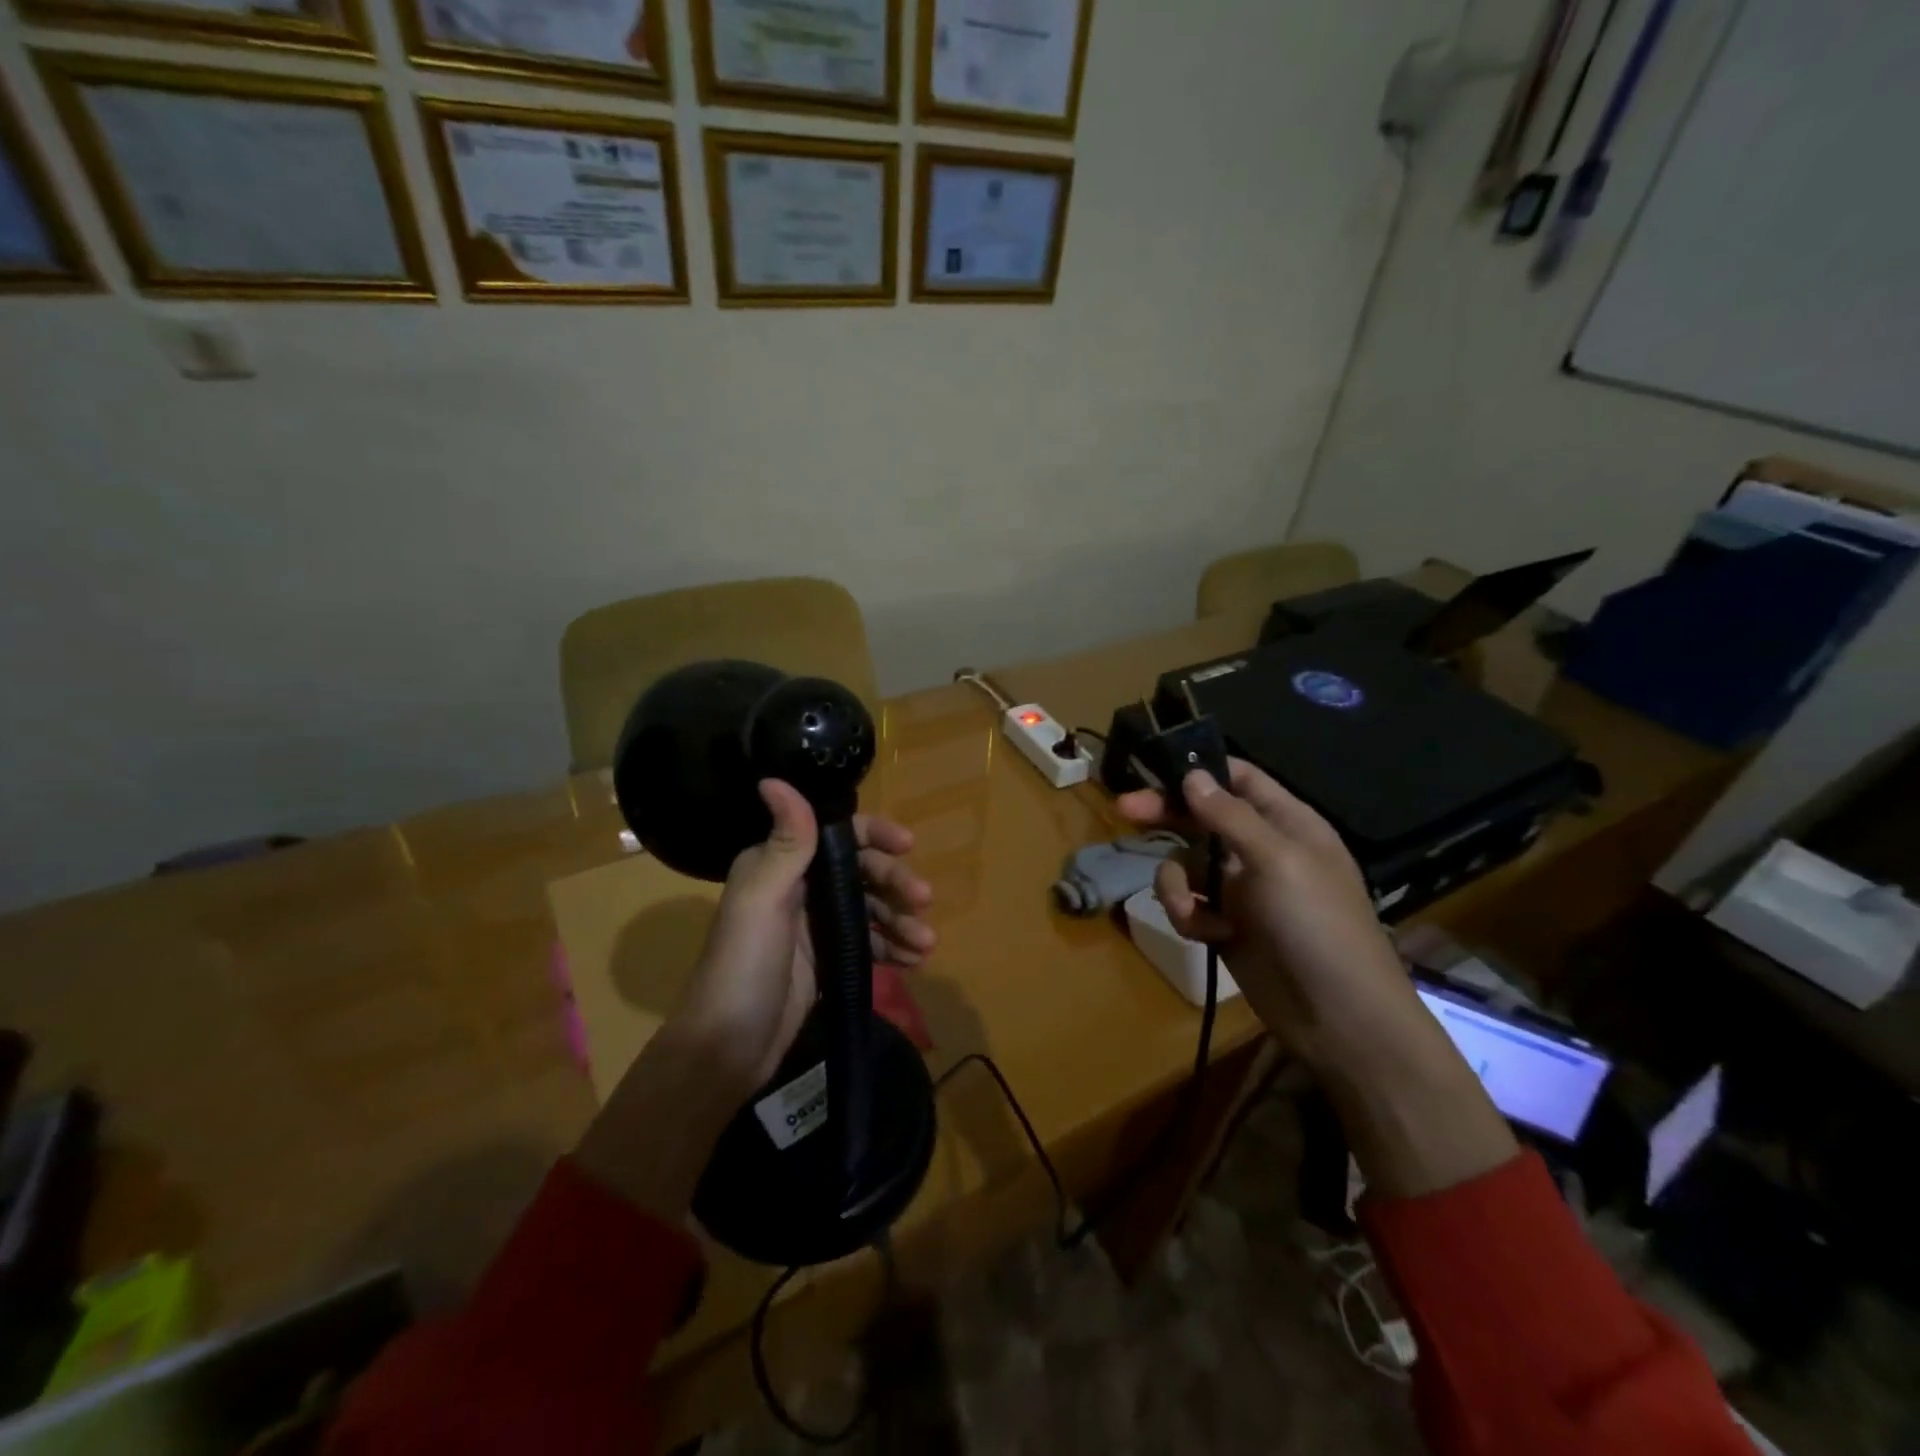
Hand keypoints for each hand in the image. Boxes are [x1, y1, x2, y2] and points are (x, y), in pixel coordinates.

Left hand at [674, 779, 935, 1097]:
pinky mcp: (826, 962)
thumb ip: (784, 843)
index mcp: (779, 865)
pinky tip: (915, 962)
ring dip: (902, 921)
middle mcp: (798, 889)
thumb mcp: (763, 900)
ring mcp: (814, 927)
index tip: (908, 846)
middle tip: (924, 902)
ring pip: (870, 910)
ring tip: (927, 945)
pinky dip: (893, 948)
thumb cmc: (744, 967)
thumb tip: (774, 777)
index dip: (874, 836)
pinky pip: (869, 944)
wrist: (726, 1050)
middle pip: (861, 872)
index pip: (835, 835)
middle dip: (896, 884)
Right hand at [1116, 760, 1415, 1068]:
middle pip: (1200, 817)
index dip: (1201, 769)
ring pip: (1185, 864)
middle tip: (1124, 809)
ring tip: (1188, 909)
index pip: (1239, 779)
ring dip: (1176, 883)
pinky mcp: (1224, 925)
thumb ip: (1230, 816)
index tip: (1157, 767)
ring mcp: (1240, 889)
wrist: (1338, 1017)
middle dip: (1165, 816)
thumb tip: (1192, 775)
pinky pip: (1188, 903)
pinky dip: (1188, 915)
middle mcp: (1259, 849)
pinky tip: (1209, 935)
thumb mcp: (1277, 860)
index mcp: (1285, 823)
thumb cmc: (1317, 924)